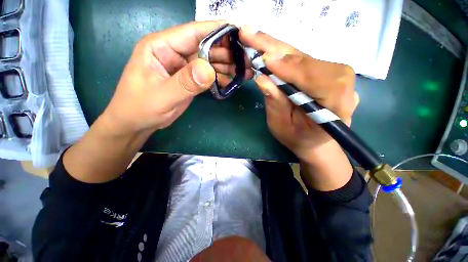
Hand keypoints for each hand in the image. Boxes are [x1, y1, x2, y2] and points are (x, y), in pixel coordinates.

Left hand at [64, 21, 254, 183]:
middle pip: (207, 47)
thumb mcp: (162, 96)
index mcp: (162, 46)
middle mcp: (175, 52)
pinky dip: (221, 77)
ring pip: (210, 61)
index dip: (217, 31)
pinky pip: (209, 74)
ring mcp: (184, 67)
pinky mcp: (190, 79)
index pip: (194, 32)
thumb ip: (185, 82)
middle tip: (247, 61)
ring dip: (228, 66)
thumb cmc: (140, 107)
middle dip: (228, 52)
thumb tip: (209, 70)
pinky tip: (232, 81)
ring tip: (245, 72)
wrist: (137, 122)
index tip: (240, 33)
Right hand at [240, 28, 358, 189]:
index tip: (265, 60)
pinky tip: (267, 47)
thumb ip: (276, 104)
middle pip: (307, 60)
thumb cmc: (299, 138)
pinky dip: (281, 54)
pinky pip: (300, 59)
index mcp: (336, 104)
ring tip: (254, 38)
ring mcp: (333, 74)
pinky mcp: (323, 71)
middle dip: (276, 49)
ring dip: (276, 47)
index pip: (315, 78)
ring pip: (302, 56)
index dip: (289, 69)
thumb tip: (262, 79)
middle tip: (250, 33)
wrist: (315, 141)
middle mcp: (341, 83)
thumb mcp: (283, 127)